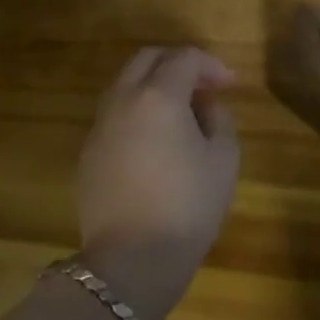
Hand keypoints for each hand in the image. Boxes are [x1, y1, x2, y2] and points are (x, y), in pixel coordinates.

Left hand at [76, 47, 239, 319]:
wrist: (131, 261)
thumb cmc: (188, 206)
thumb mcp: (224, 159)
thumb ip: (220, 119)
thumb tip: (205, 107)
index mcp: (159, 96)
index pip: (185, 58)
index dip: (212, 65)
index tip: (231, 85)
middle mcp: (123, 101)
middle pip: (147, 59)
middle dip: (178, 64)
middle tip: (204, 87)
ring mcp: (99, 127)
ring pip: (125, 85)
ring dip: (154, 86)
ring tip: (182, 112)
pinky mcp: (88, 153)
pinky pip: (115, 115)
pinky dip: (138, 111)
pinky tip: (157, 140)